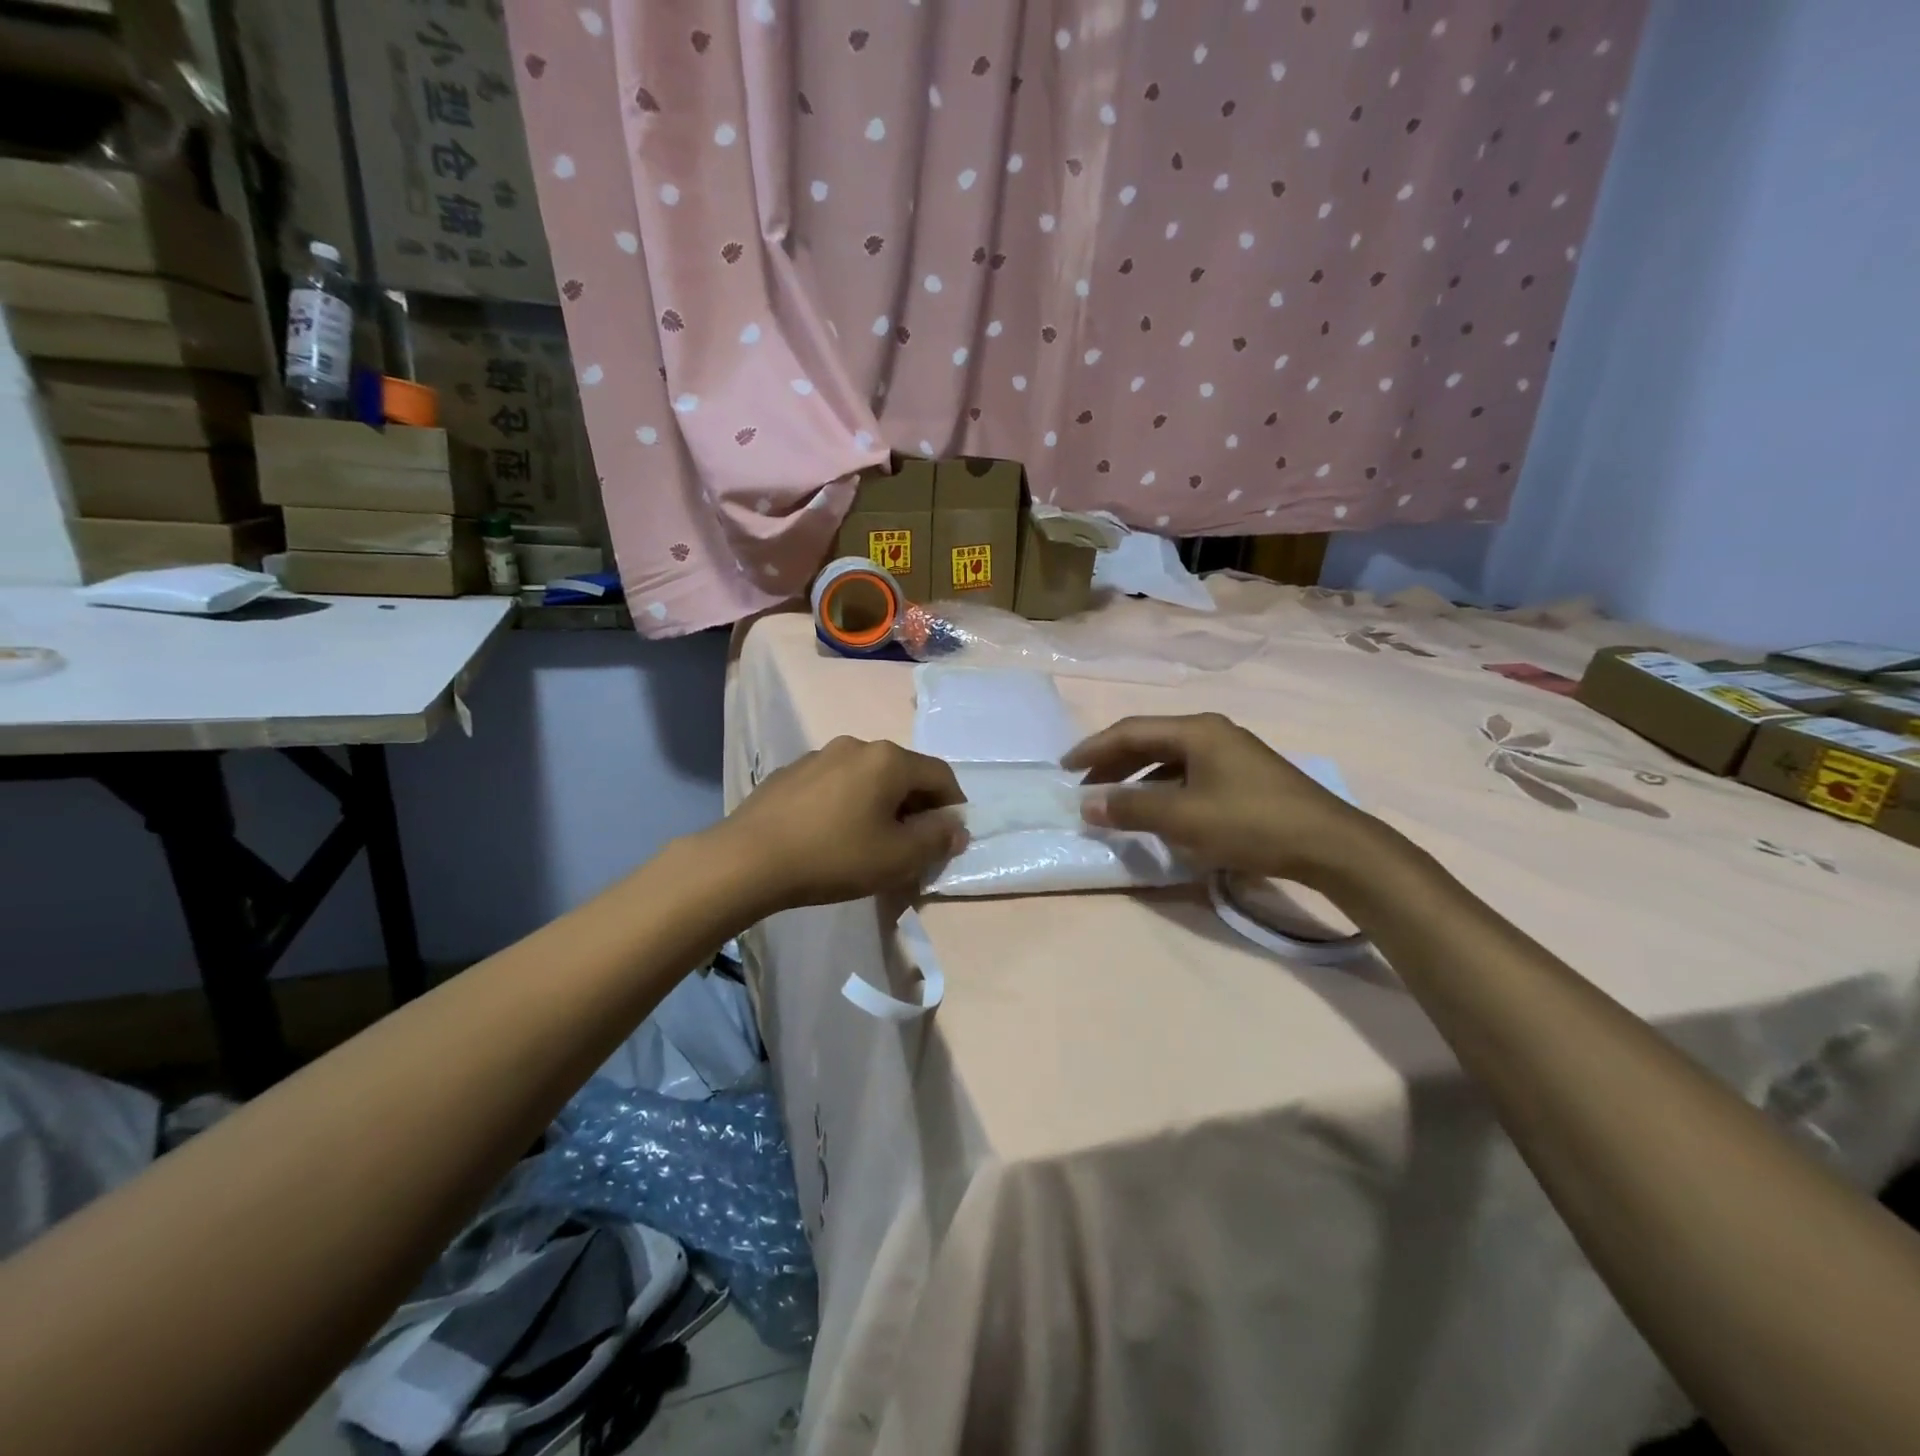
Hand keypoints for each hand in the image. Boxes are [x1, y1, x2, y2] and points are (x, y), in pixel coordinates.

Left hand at [710, 737, 965, 912]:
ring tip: (872, 841)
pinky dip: (849, 804)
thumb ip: (936, 840)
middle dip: (917, 807)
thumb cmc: (834, 856)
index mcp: (889, 759)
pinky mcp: (791, 773)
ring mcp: (820, 756)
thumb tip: (956, 827)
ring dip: (882, 804)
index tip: (950, 838)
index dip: (954, 806)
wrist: (747, 860)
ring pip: (868, 778)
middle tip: (913, 845)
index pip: (940, 775)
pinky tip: (833, 835)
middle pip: (903, 773)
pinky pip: (836, 784)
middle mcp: (857, 746)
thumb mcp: (897, 857)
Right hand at [1062, 713, 1387, 888]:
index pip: (1131, 731)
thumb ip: (1132, 809)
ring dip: (1137, 778)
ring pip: (1169, 760)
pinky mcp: (1244, 777)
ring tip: (1114, 800)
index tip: (1065, 769)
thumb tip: (1087, 805)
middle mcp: (1212, 733)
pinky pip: (1188, 775)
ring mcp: (1231, 754)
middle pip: (1149, 741)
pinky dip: (1163, 789)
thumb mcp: (1184, 818)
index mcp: (1196, 731)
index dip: (1094, 749)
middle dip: (1113, 763)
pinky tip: (1158, 812)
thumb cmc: (1250, 823)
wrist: (1329, 844)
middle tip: (1083, 784)